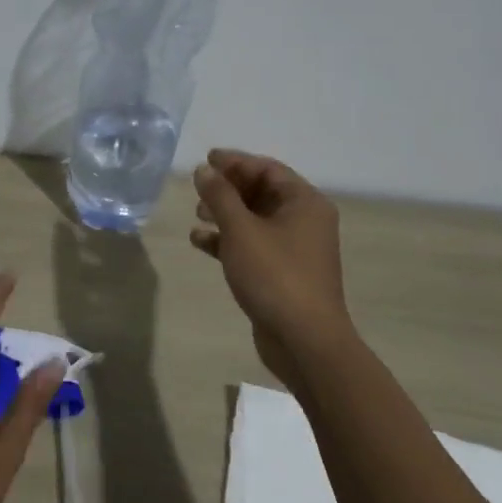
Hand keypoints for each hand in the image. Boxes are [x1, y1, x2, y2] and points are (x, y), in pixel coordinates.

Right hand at [190, 149, 350, 388]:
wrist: (304, 341)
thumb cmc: (275, 275)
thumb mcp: (241, 229)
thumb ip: (220, 195)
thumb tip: (205, 169)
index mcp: (304, 202)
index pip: (267, 168)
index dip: (235, 162)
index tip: (205, 161)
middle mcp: (304, 220)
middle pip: (261, 192)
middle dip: (228, 189)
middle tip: (198, 190)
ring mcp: (294, 248)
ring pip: (254, 219)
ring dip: (224, 214)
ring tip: (197, 215)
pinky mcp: (282, 272)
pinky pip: (252, 244)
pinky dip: (228, 240)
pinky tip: (200, 242)